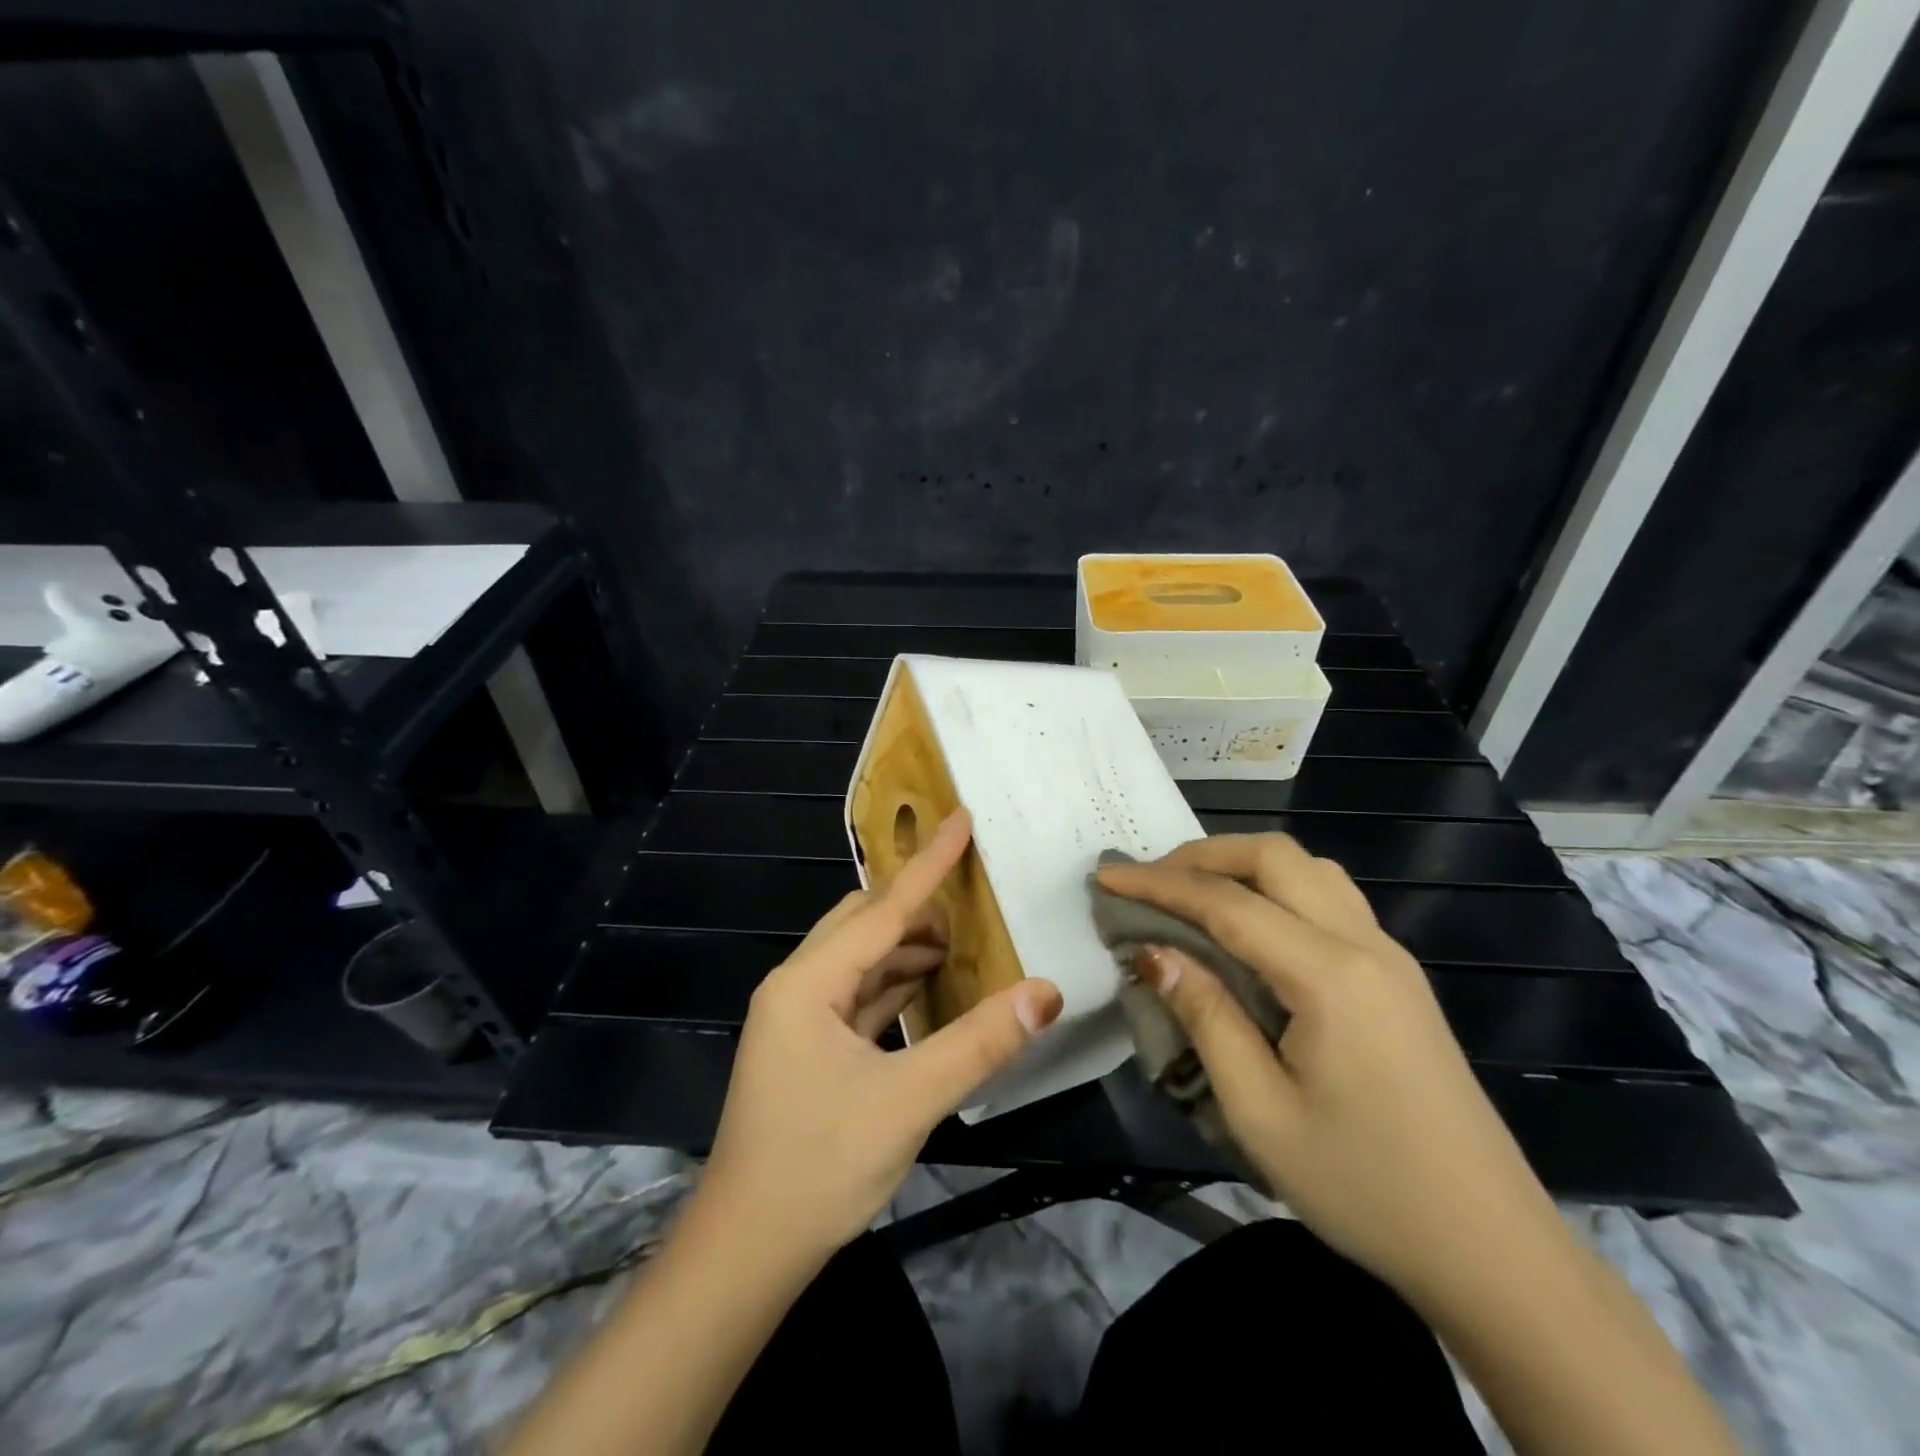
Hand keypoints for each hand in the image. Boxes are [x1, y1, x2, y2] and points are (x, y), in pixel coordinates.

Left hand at [696, 810, 1062, 1263]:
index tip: (961, 819)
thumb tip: (1046, 992)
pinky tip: (928, 989)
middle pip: (863, 924)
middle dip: (916, 906)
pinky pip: (857, 995)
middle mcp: (797, 987)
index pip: (881, 909)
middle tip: (971, 895)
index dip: (927, 864)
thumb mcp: (908, 1101)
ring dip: (906, 947)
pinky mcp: (808, 1048)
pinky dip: (894, 984)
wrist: (745, 1253)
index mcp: (807, 983)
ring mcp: (798, 1019)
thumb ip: (979, 1043)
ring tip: (961, 942)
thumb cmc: (818, 1167)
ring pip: (860, 960)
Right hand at [1097, 834, 1561, 1301]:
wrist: (1492, 1249)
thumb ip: (1204, 1016)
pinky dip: (1276, 888)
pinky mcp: (1398, 977)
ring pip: (1308, 869)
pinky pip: (1329, 898)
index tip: (1106, 878)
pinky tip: (1251, 928)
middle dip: (1202, 856)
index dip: (1159, 883)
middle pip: (1274, 857)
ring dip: (1243, 865)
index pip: (1226, 902)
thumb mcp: (1261, 1113)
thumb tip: (1153, 952)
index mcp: (1330, 975)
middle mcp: (1364, 944)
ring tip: (1193, 895)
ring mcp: (1390, 956)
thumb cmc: (1365, 1188)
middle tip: (1149, 883)